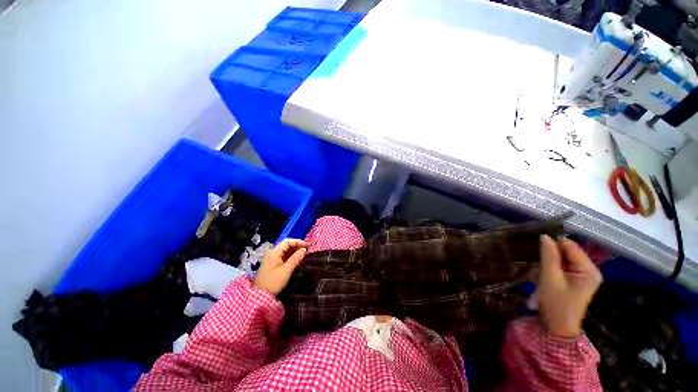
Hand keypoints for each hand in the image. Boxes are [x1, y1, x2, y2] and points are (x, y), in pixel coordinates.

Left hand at [253, 239, 307, 294]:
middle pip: (286, 244)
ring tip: (305, 252)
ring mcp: (272, 258)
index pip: (287, 242)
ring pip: (285, 250)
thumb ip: (295, 258)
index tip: (308, 245)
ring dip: (295, 250)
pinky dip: (291, 255)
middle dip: (297, 245)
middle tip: (308, 248)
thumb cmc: (273, 282)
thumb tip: (304, 249)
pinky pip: (284, 255)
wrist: (260, 296)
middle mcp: (273, 253)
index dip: (298, 242)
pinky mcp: (273, 263)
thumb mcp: (286, 270)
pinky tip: (298, 257)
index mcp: (274, 253)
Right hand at [538, 235, 601, 337]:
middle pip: (569, 252)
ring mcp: (585, 275)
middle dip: (553, 254)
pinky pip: (565, 265)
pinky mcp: (578, 279)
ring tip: (543, 270)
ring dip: (552, 261)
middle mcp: (591, 270)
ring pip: (565, 258)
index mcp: (589, 270)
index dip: (553, 245)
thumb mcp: (549, 278)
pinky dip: (554, 266)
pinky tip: (547, 273)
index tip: (538, 251)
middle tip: (540, 264)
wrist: (558, 326)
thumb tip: (544, 236)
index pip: (570, 246)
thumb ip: (549, 256)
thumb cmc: (556, 303)